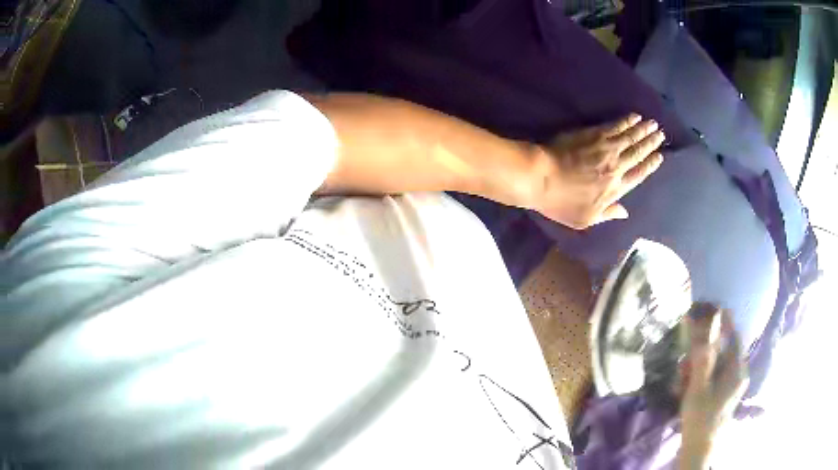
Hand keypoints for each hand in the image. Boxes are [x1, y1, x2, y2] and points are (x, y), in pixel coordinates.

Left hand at [519, 114, 664, 228]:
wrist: (541, 177)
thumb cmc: (562, 202)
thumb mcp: (585, 219)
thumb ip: (608, 214)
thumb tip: (625, 213)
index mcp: (616, 189)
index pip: (639, 174)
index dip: (651, 164)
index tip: (660, 156)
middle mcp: (616, 167)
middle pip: (638, 153)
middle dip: (651, 143)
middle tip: (661, 134)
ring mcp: (606, 148)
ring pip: (630, 137)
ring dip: (643, 130)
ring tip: (653, 124)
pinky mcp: (594, 134)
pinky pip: (615, 125)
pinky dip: (627, 121)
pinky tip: (634, 117)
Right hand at [677, 308, 748, 469]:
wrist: (700, 448)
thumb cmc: (700, 417)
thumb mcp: (698, 387)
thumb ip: (702, 356)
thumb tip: (705, 326)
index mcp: (737, 369)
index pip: (733, 336)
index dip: (725, 321)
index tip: (716, 306)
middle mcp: (739, 373)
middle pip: (723, 351)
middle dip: (704, 352)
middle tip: (685, 361)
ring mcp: (733, 385)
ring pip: (718, 365)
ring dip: (700, 366)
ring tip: (682, 379)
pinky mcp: (726, 393)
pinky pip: (716, 376)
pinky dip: (703, 376)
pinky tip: (688, 387)